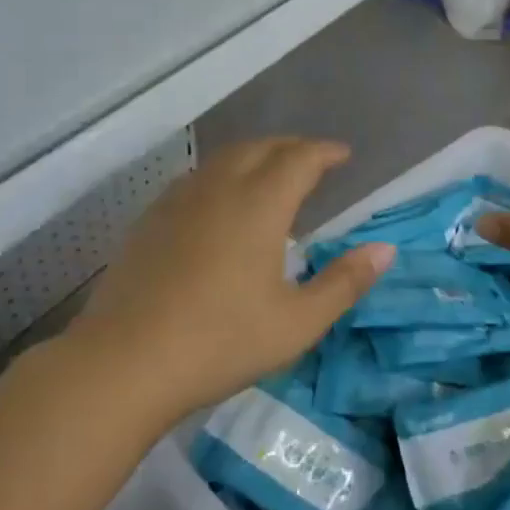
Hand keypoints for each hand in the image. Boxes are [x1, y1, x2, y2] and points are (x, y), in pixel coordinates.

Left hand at [69, 138, 394, 419]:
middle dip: (291, 147)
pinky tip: (220, 203)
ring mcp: (178, 201)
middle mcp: (219, 189)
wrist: (123, 363)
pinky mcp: (150, 220)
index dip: (324, 152)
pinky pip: (196, 178)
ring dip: (255, 155)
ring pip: (223, 158)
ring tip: (271, 174)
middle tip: (312, 161)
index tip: (343, 154)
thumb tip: (386, 249)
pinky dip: (222, 174)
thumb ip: (344, 282)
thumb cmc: (220, 342)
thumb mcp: (297, 322)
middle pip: (260, 148)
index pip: (299, 158)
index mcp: (259, 205)